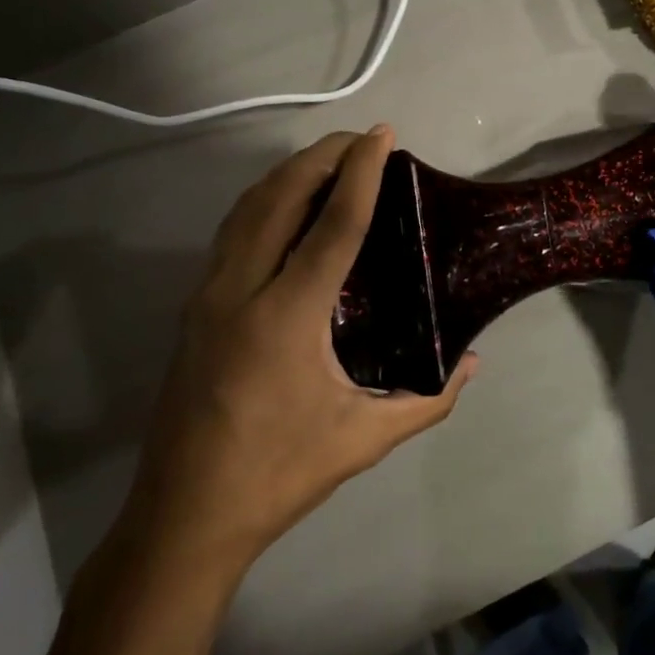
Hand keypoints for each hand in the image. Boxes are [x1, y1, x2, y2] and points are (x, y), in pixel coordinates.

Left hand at [123, 127, 474, 571]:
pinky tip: (286, 205)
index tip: (382, 137)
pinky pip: (232, 230)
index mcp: (286, 317)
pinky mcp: (194, 306)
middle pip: (280, 196)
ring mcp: (208, 295)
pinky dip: (264, 200)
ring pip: (247, 207)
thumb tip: (472, 363)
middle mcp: (240, 290)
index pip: (333, 225)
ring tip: (329, 160)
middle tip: (361, 140)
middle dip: (322, 155)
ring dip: (289, 172)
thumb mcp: (363, 440)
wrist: (183, 517)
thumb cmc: (277, 475)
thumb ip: (427, 399)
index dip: (361, 173)